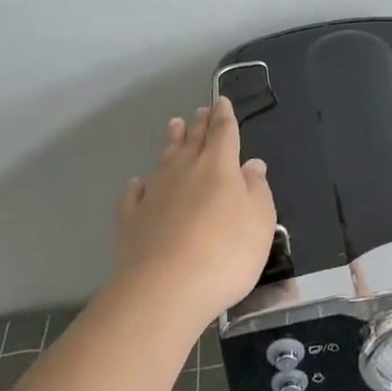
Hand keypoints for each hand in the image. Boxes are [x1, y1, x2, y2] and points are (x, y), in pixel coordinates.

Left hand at [111, 96, 277, 337]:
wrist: (166, 288)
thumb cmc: (226, 252)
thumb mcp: (260, 221)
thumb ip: (257, 189)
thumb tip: (251, 164)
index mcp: (219, 166)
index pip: (223, 132)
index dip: (224, 116)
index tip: (221, 101)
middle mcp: (185, 171)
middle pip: (193, 141)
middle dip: (199, 124)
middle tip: (200, 111)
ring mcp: (154, 193)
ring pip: (164, 159)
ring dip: (171, 142)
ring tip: (174, 126)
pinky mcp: (131, 219)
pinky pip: (135, 194)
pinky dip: (140, 185)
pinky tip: (138, 184)